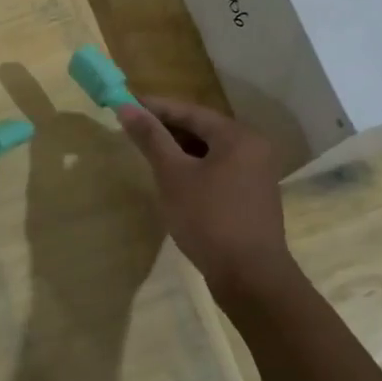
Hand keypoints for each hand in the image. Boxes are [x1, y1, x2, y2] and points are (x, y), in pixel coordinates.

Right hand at [115, 97, 298, 294]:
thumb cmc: (209, 219)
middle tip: (132, 129)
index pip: (190, 111)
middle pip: (202, 129)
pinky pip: (218, 170)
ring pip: (210, 151)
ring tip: (148, 153)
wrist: (250, 277)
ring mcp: (256, 174)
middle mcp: (253, 148)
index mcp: (238, 136)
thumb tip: (126, 107)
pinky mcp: (252, 197)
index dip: (155, 107)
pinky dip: (194, 169)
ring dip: (179, 150)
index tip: (125, 103)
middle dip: (166, 129)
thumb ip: (151, 139)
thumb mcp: (173, 175)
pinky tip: (173, 180)